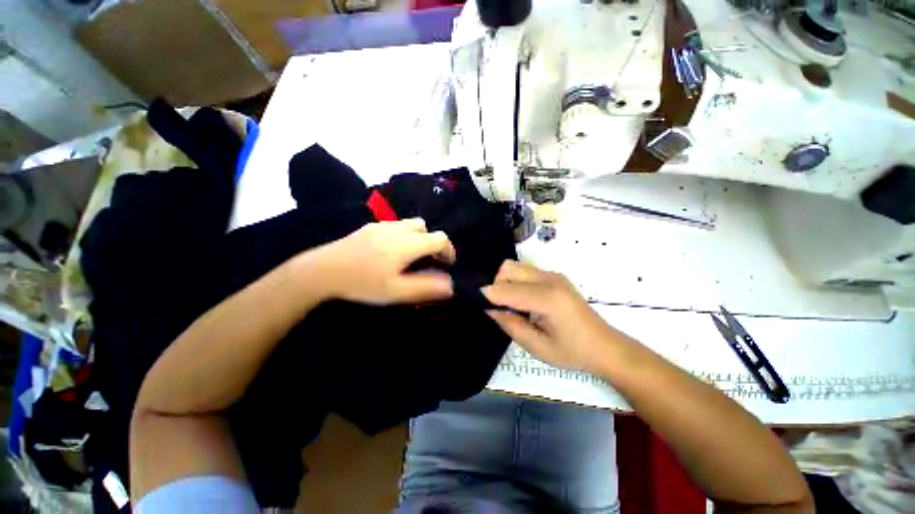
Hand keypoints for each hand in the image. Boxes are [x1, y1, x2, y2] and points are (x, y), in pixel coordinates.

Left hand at [311, 218, 455, 304]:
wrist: (322, 271)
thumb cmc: (362, 283)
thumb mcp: (395, 291)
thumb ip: (425, 287)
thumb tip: (450, 286)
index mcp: (408, 244)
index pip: (440, 239)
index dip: (449, 250)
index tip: (447, 264)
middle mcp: (398, 229)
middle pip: (426, 228)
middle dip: (432, 242)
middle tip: (428, 261)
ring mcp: (382, 225)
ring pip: (410, 224)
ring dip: (418, 237)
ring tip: (410, 256)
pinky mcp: (370, 227)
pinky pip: (395, 226)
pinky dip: (403, 235)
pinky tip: (390, 252)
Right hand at [482, 260, 621, 372]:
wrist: (606, 347)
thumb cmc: (573, 352)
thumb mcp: (537, 347)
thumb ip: (510, 324)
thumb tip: (490, 308)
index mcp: (547, 298)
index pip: (506, 289)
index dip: (487, 295)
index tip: (473, 301)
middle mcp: (549, 279)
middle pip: (508, 268)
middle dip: (496, 285)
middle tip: (497, 307)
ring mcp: (553, 275)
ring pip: (515, 266)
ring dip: (505, 281)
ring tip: (509, 304)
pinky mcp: (554, 276)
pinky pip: (525, 271)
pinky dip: (515, 281)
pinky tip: (521, 300)